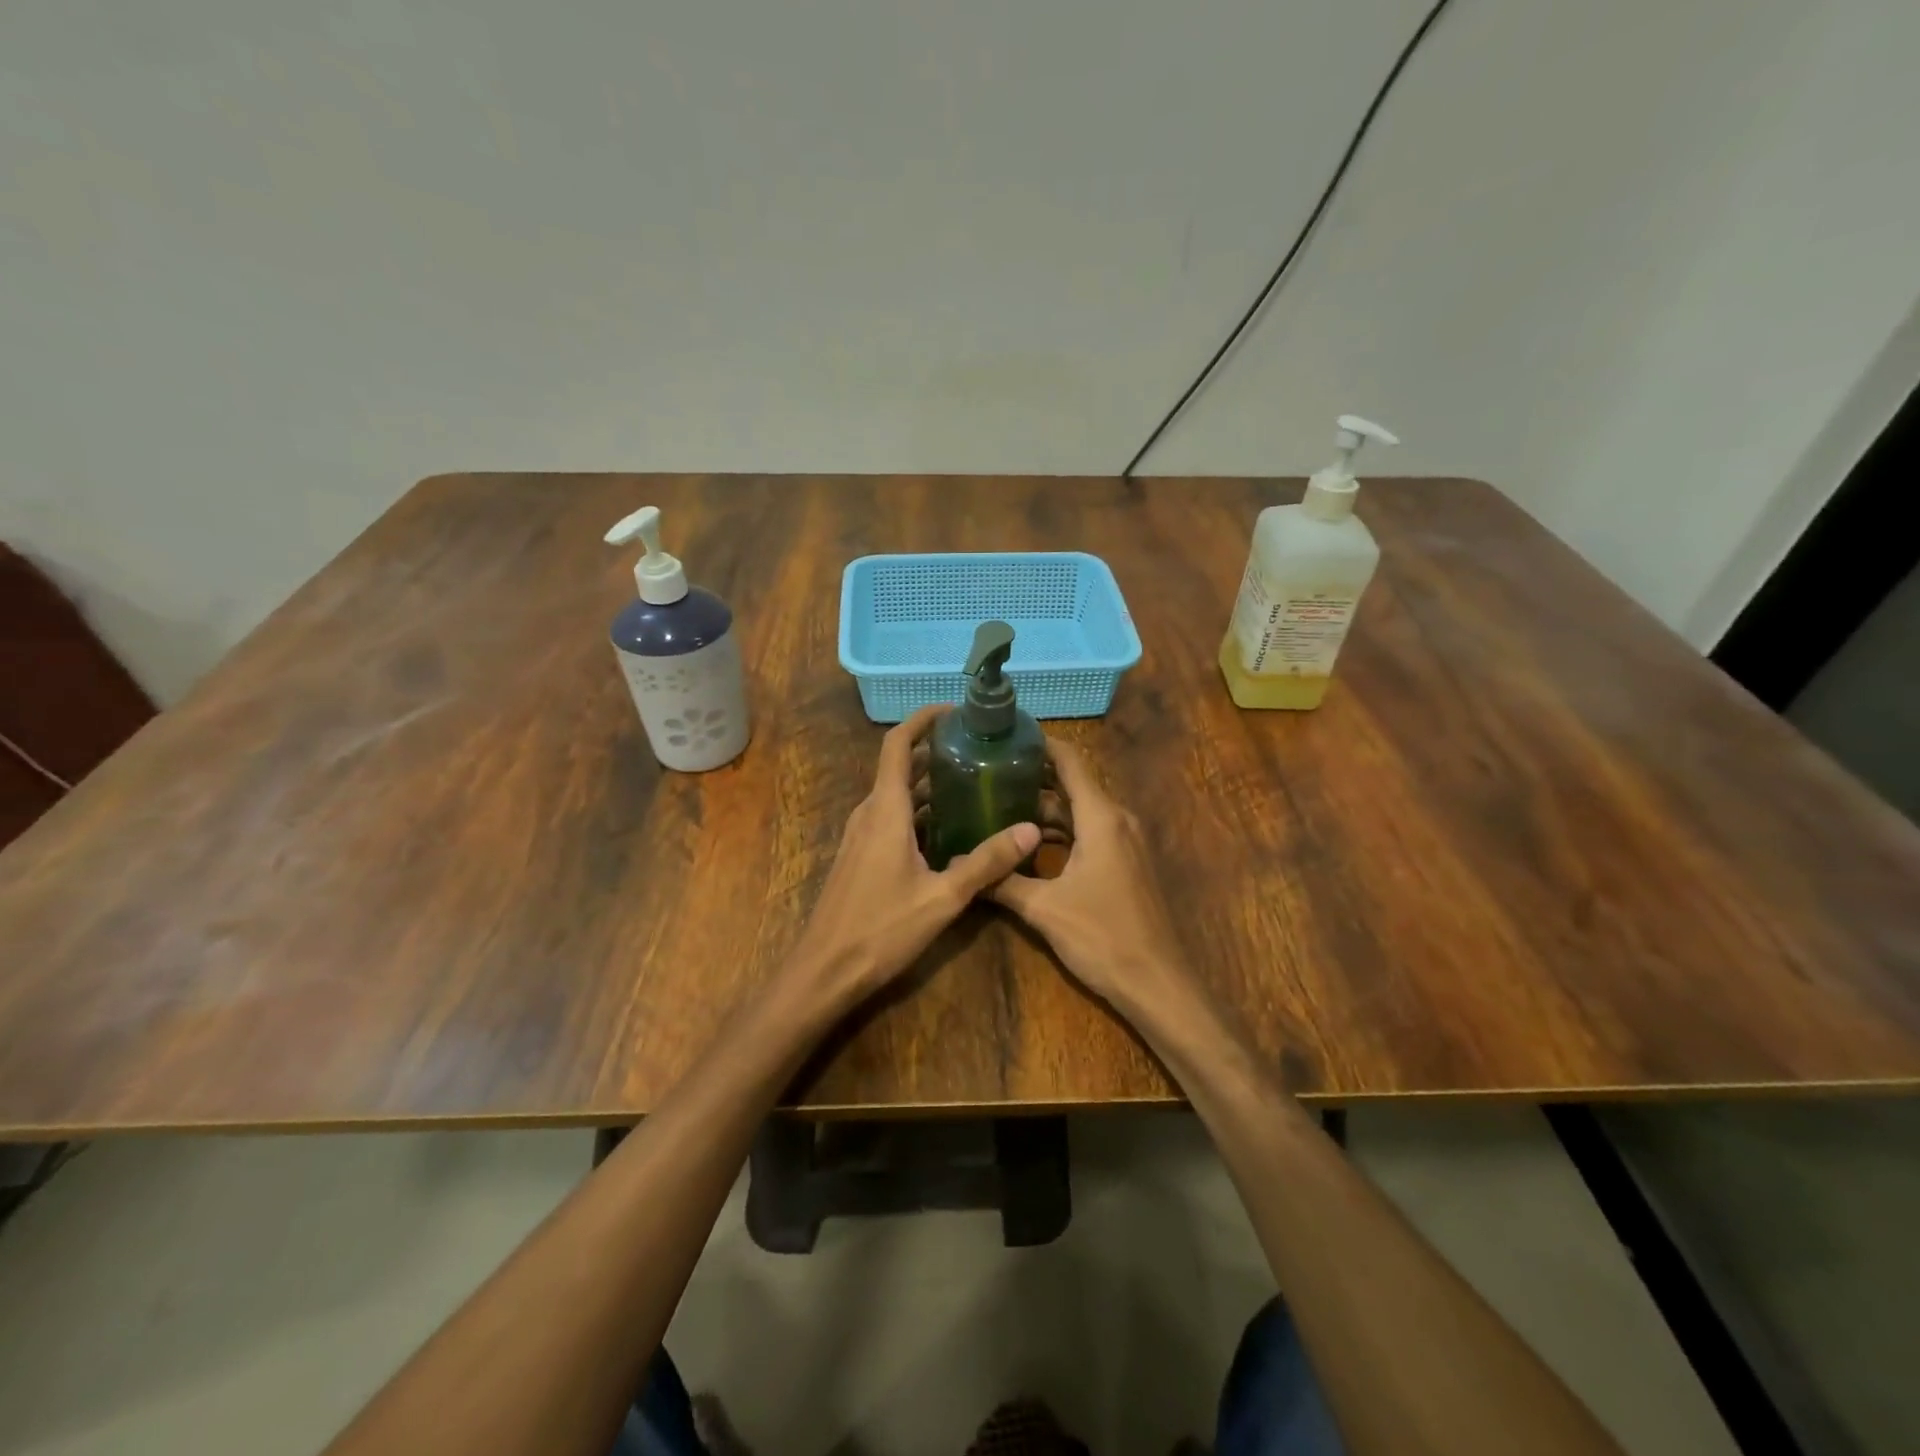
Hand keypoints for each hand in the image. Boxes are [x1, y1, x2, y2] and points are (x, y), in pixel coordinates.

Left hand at [788, 705, 1039, 1008]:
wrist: (824, 971)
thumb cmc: (880, 930)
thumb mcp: (942, 898)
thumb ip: (986, 862)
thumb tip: (1031, 830)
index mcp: (886, 810)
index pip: (898, 745)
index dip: (922, 719)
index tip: (955, 711)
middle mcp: (870, 813)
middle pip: (901, 766)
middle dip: (937, 752)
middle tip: (981, 750)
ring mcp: (862, 835)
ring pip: (898, 794)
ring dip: (931, 784)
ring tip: (974, 783)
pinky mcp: (861, 856)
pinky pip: (893, 818)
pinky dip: (921, 811)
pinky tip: (951, 829)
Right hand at [991, 739, 1199, 1022]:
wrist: (1157, 984)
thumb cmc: (1103, 937)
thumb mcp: (1043, 909)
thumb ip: (1002, 882)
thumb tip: (960, 867)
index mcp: (1101, 818)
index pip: (1070, 761)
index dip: (1040, 744)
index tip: (1006, 736)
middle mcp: (1117, 820)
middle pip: (1072, 785)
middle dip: (1032, 778)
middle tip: (988, 775)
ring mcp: (1125, 842)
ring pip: (1080, 811)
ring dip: (1045, 809)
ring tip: (998, 806)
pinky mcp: (1126, 864)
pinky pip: (1089, 832)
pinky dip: (1061, 832)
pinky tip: (1029, 844)